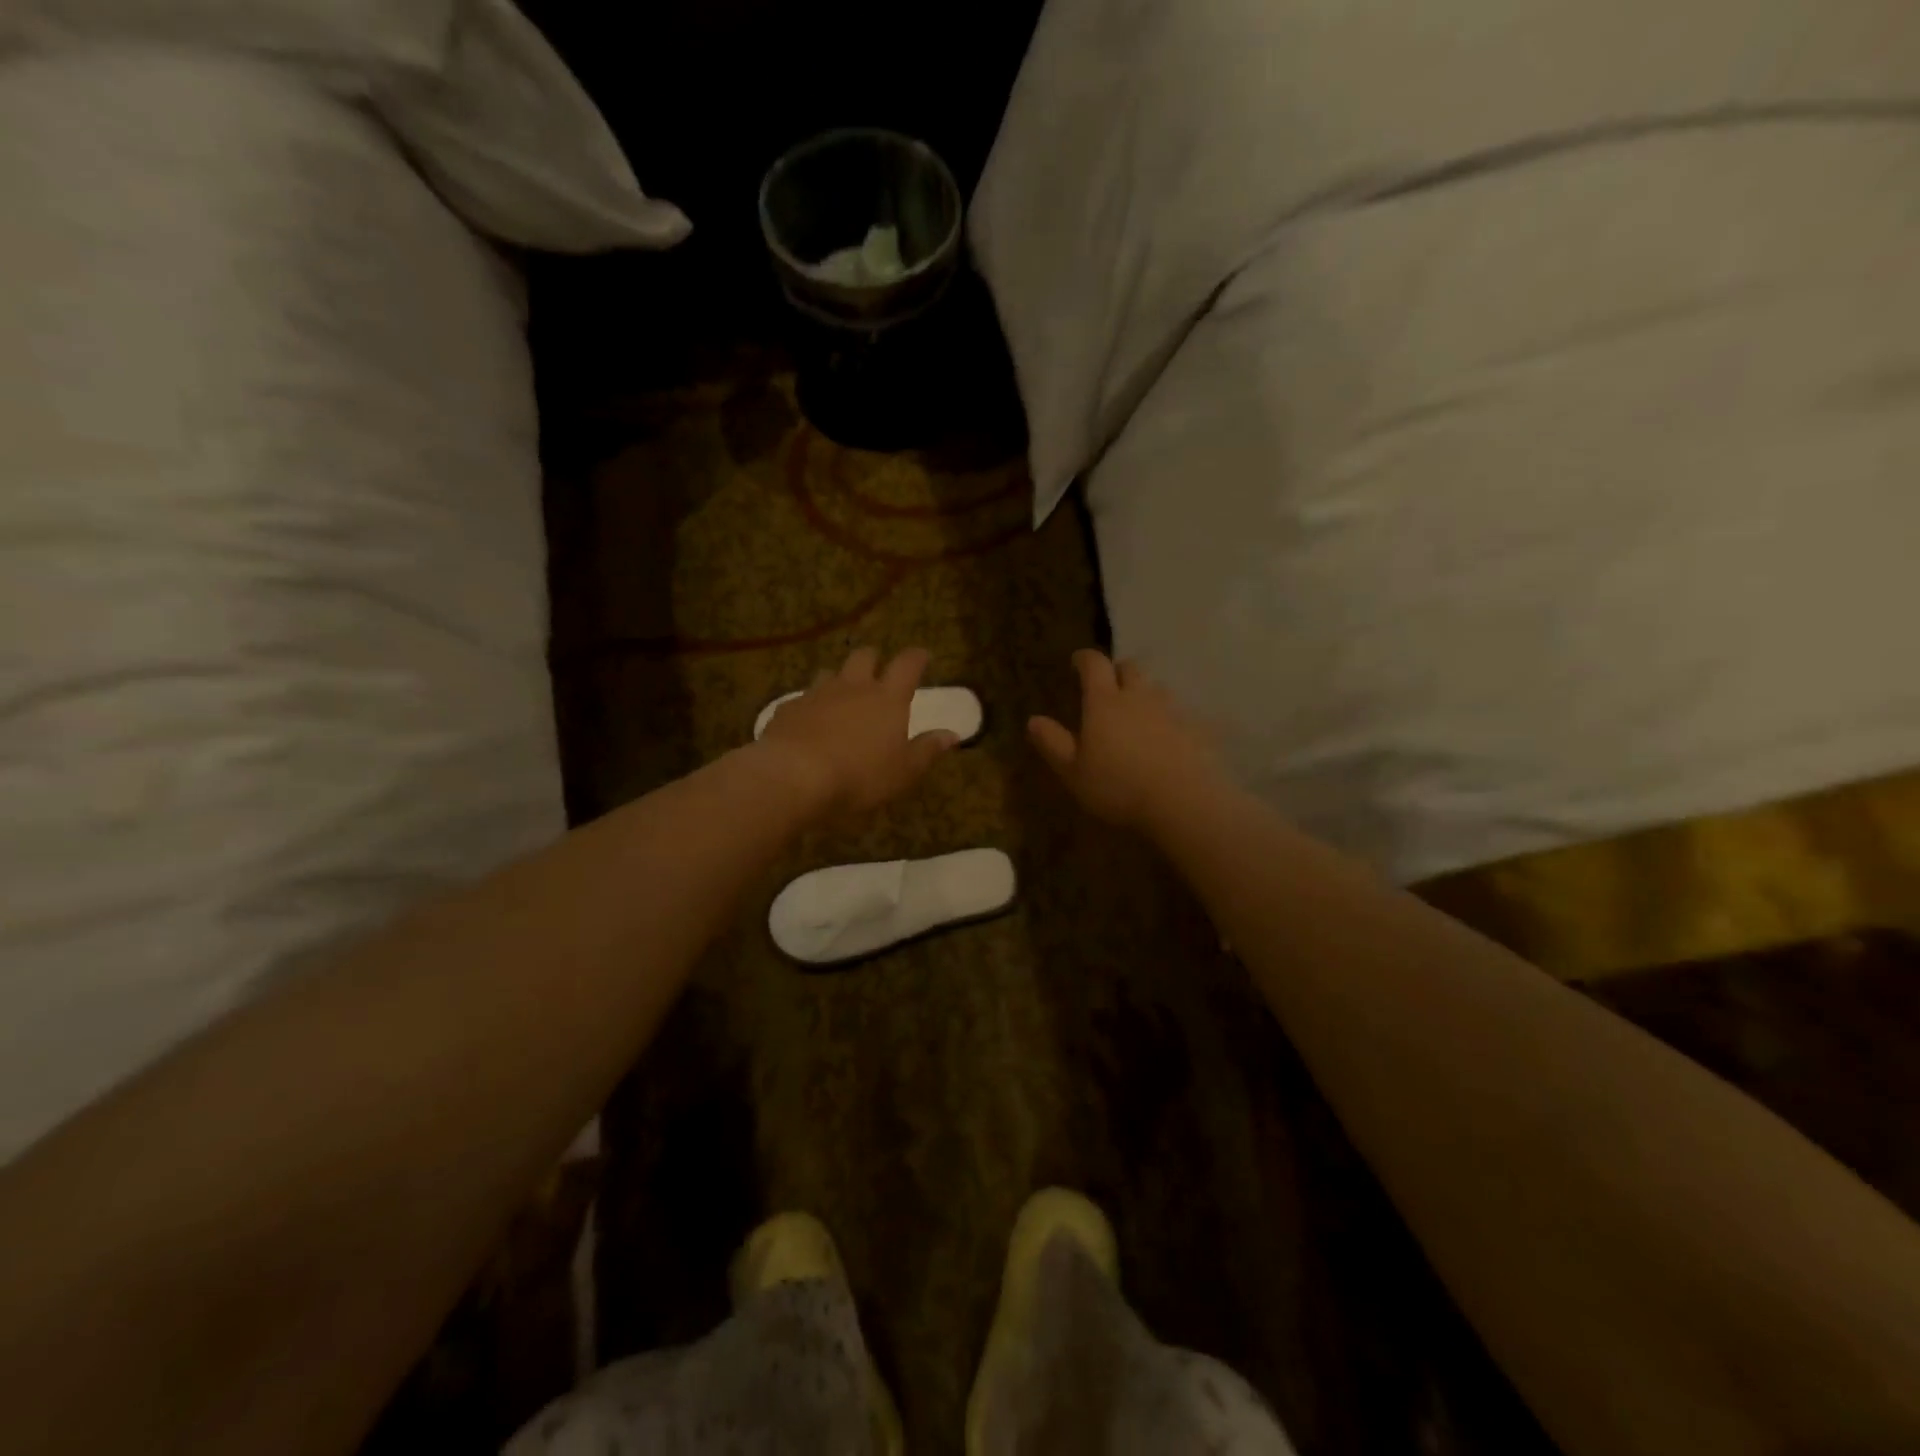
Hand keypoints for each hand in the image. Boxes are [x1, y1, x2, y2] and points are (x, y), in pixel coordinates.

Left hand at [758, 646, 958, 814]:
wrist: (793, 775)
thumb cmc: (859, 775)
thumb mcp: (903, 771)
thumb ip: (927, 750)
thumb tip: (952, 735)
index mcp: (887, 698)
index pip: (907, 665)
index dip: (917, 657)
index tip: (923, 655)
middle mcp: (853, 687)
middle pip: (865, 656)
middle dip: (874, 659)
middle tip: (879, 671)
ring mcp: (817, 694)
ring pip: (831, 672)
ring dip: (840, 679)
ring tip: (842, 695)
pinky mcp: (788, 709)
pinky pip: (803, 698)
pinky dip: (811, 705)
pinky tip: (809, 722)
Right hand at [1028, 650, 1226, 829]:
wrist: (1184, 802)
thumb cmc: (1118, 787)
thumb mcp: (1073, 772)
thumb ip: (1053, 743)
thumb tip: (1033, 720)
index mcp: (1104, 702)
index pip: (1094, 664)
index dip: (1084, 659)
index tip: (1077, 662)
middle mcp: (1139, 697)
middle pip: (1130, 668)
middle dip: (1117, 672)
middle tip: (1108, 688)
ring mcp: (1172, 710)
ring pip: (1157, 689)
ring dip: (1145, 694)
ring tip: (1137, 715)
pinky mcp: (1197, 729)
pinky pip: (1180, 714)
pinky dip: (1169, 720)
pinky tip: (1166, 741)